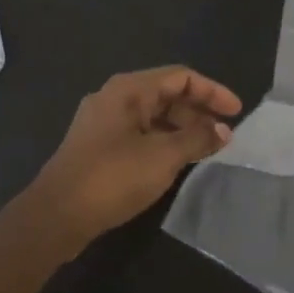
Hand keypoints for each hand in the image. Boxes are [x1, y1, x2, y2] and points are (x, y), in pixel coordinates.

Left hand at [28, 67, 241, 248]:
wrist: (56, 215)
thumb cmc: (112, 177)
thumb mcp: (163, 157)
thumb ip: (197, 139)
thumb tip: (224, 131)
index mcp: (128, 90)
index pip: (180, 77)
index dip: (212, 91)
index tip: (237, 112)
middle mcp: (115, 98)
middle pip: (166, 94)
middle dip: (198, 111)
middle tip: (224, 135)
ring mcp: (103, 123)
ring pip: (153, 116)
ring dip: (182, 129)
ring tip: (206, 150)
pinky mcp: (99, 146)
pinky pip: (140, 134)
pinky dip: (163, 141)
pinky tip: (178, 161)